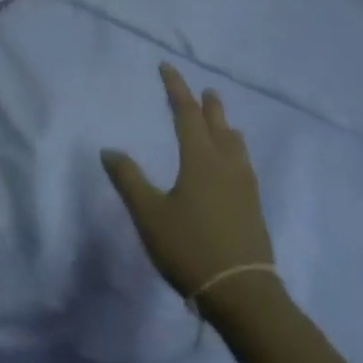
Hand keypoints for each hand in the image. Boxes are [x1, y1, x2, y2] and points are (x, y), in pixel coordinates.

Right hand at [102, 66, 280, 314]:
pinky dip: (235, 152)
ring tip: (224, 123)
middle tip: (205, 91)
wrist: (243, 295)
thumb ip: (128, 179)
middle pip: (217, 127)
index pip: (186, 115)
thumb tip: (110, 150)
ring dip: (226, 128)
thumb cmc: (190, 248)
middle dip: (208, 106)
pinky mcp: (253, 209)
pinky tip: (235, 166)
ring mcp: (244, 189)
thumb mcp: (148, 214)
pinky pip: (244, 166)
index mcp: (200, 161)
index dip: (175, 89)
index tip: (167, 68)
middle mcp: (226, 167)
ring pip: (236, 147)